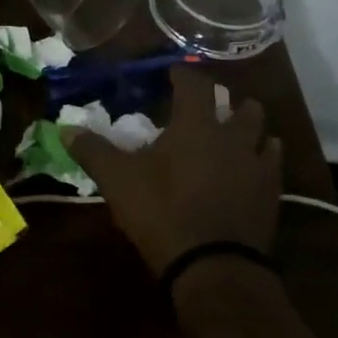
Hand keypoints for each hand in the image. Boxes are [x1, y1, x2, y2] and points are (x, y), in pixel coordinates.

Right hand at [66, 67, 280, 275]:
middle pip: (240, 105)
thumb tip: (65, 128)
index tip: (173, 74)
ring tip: (235, 133)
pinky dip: (262, 158)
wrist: (212, 264)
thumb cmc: (161, 211)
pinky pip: (272, 164)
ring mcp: (257, 164)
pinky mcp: (271, 194)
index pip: (194, 85)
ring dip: (249, 127)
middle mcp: (232, 135)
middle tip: (209, 107)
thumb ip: (93, 150)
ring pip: (262, 132)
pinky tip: (252, 168)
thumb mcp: (117, 180)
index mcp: (196, 124)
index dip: (183, 76)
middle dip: (225, 101)